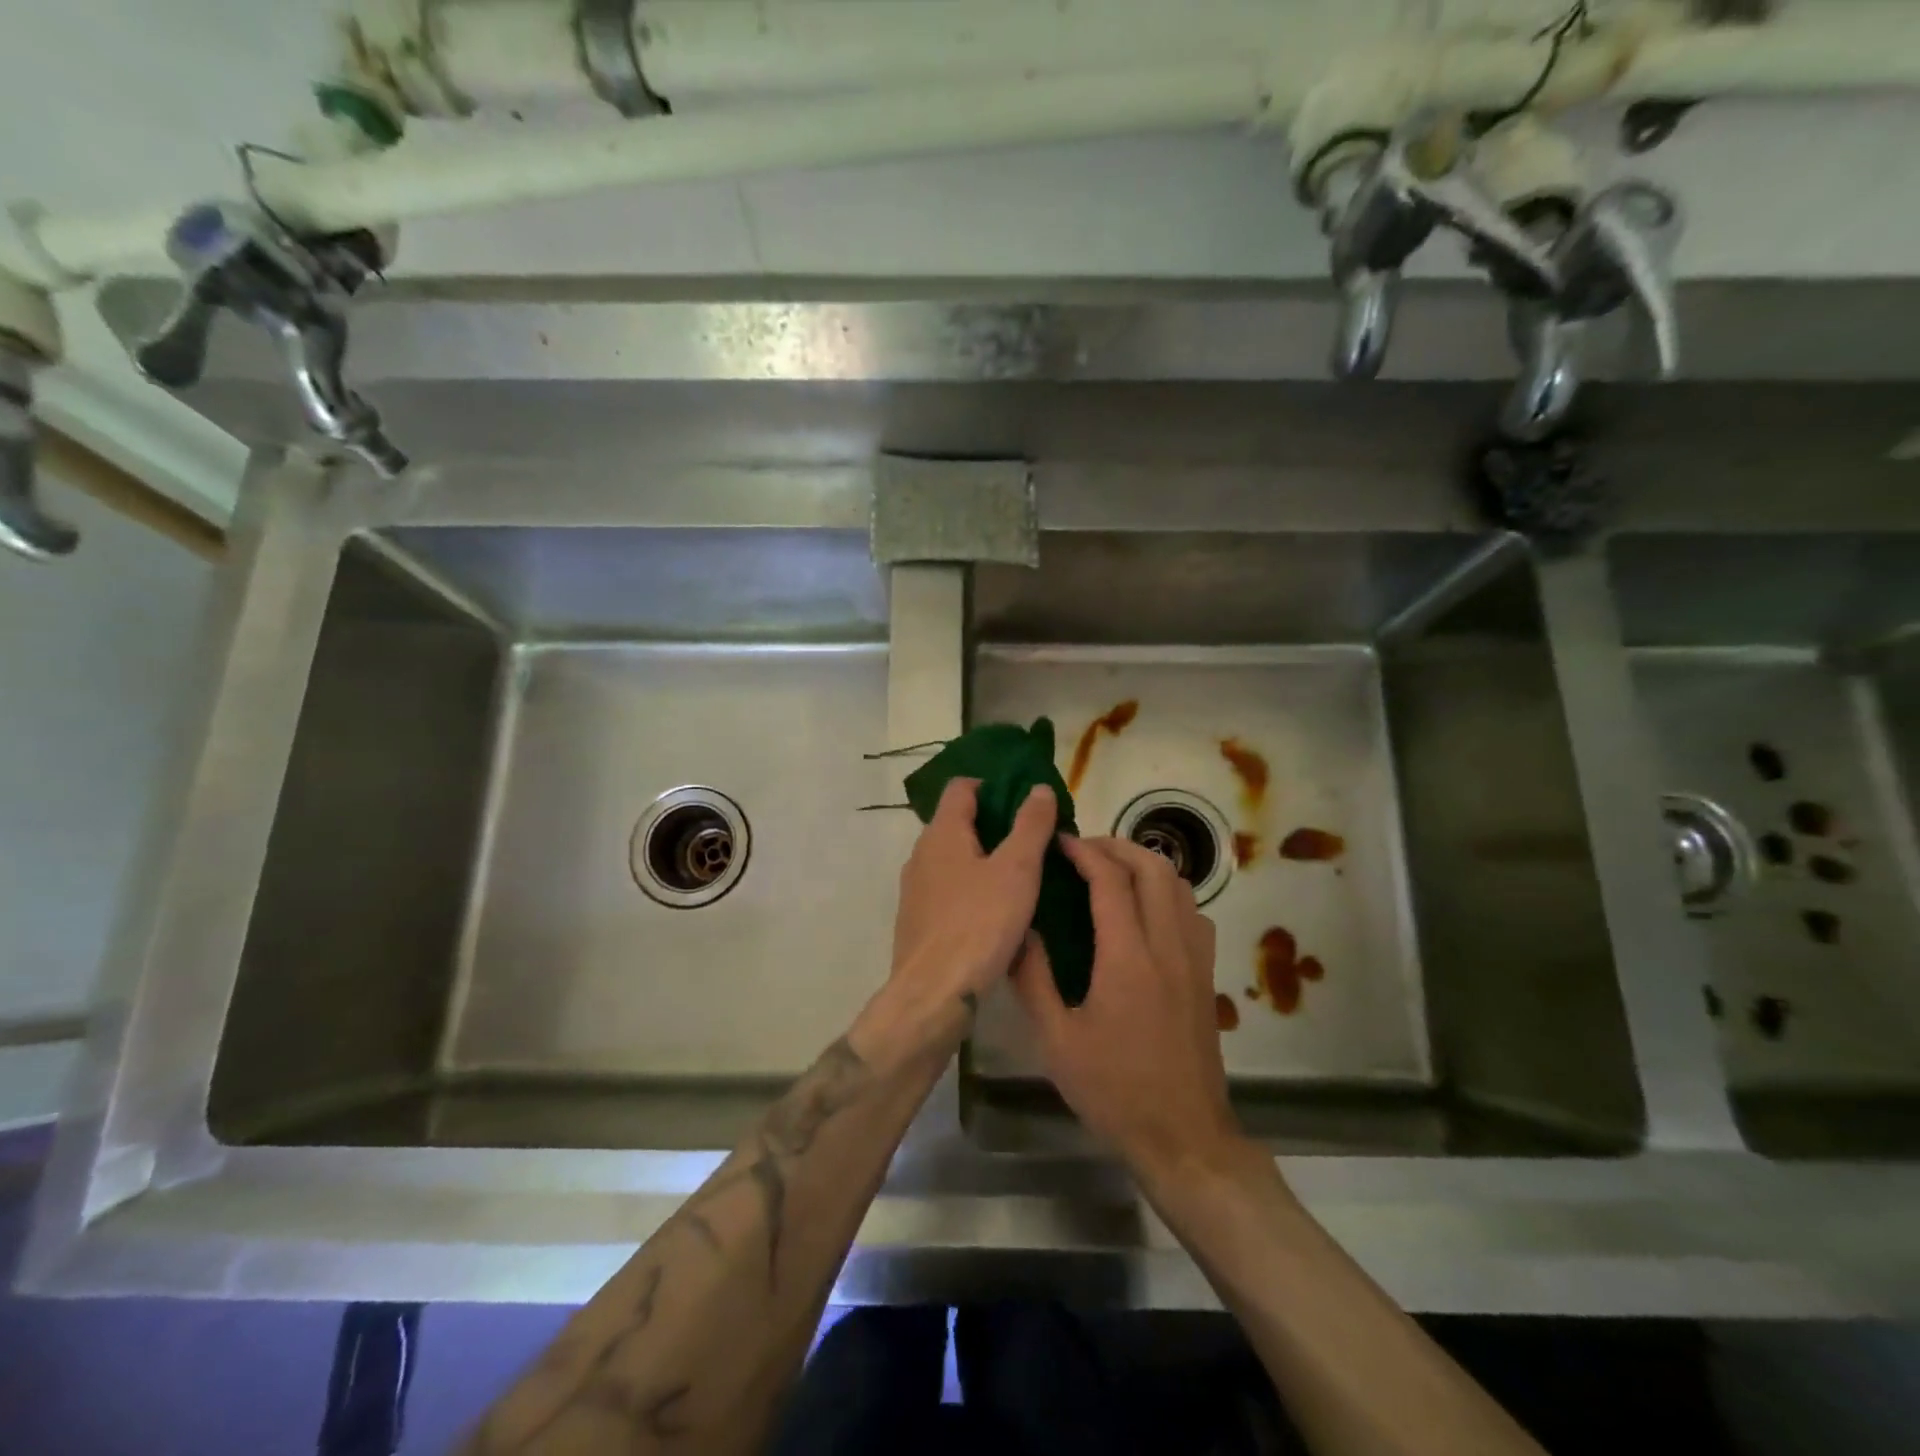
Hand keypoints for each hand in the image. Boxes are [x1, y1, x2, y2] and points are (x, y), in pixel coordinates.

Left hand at [887, 779, 1057, 1026]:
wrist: (933, 994)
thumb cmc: (979, 924)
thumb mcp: (1016, 870)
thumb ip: (1030, 825)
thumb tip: (1039, 788)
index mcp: (942, 833)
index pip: (961, 787)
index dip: (991, 785)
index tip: (1022, 800)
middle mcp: (921, 854)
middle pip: (956, 822)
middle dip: (992, 824)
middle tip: (1031, 839)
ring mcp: (915, 889)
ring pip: (952, 859)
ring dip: (982, 858)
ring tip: (1019, 875)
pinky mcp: (917, 920)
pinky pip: (947, 890)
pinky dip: (970, 888)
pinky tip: (995, 911)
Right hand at [1013, 837, 1243, 1179]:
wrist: (1183, 1137)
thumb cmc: (1114, 1090)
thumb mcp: (1057, 1041)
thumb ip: (1034, 979)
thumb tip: (1020, 931)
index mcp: (1128, 958)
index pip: (1111, 881)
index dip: (1084, 852)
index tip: (1059, 842)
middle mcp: (1168, 946)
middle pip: (1154, 868)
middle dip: (1117, 847)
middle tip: (1083, 851)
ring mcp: (1195, 959)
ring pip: (1180, 886)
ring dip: (1145, 865)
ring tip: (1111, 872)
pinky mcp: (1207, 975)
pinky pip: (1193, 912)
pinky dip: (1168, 893)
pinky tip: (1145, 912)